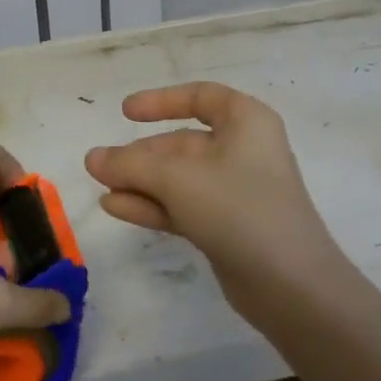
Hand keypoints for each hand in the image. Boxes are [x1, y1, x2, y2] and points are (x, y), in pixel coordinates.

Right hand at [84, 82, 340, 317]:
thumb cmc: (237, 207)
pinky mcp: (226, 227)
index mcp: (246, 122)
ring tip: (101, 187)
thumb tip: (92, 158)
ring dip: (140, 182)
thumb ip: (130, 164)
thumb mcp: (176, 177)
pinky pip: (182, 206)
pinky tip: (116, 208)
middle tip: (99, 167)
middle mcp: (243, 151)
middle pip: (182, 143)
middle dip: (140, 154)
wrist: (288, 283)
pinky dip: (152, 205)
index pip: (201, 97)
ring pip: (178, 178)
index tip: (125, 112)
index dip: (162, 101)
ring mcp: (235, 192)